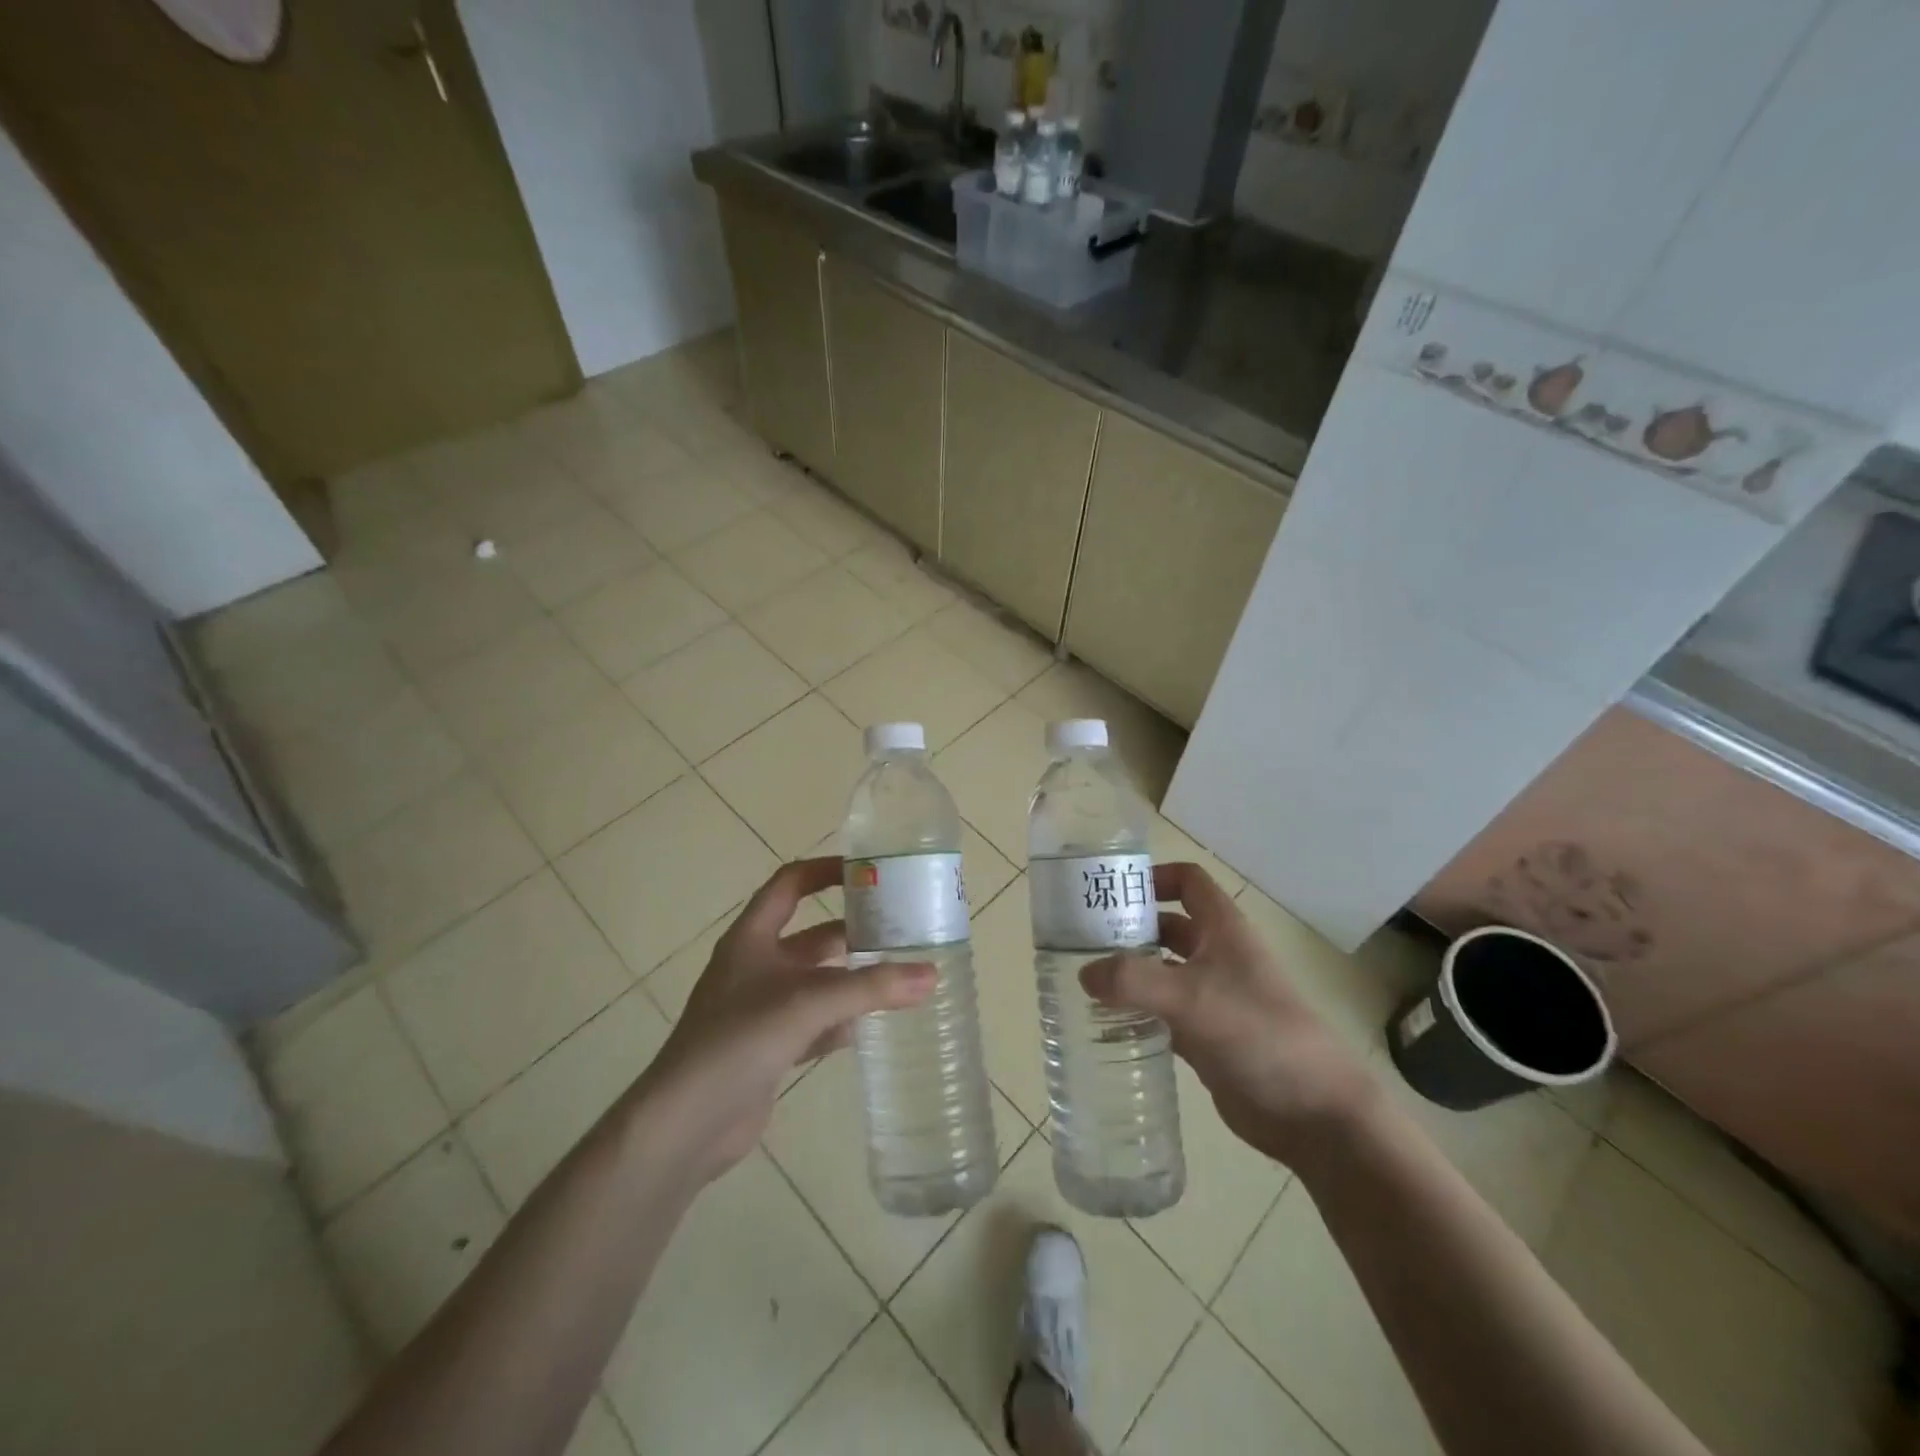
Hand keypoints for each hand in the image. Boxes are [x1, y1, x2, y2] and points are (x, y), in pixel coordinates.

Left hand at [645, 857, 935, 1181]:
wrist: (686, 1124)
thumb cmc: (740, 1040)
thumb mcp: (808, 1003)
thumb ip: (871, 988)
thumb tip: (931, 975)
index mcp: (753, 938)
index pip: (790, 884)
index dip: (826, 871)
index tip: (869, 871)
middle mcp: (756, 966)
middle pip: (812, 936)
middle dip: (853, 932)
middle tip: (901, 931)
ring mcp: (761, 1009)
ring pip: (817, 982)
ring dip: (852, 980)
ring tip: (899, 975)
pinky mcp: (769, 1048)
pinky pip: (814, 1023)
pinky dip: (841, 1022)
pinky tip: (872, 1026)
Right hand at [1081, 862, 1376, 1166]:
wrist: (1314, 1112)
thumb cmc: (1258, 1034)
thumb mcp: (1191, 998)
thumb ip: (1133, 981)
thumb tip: (1085, 974)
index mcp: (1224, 930)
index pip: (1188, 881)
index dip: (1154, 877)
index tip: (1112, 892)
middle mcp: (1218, 956)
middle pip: (1168, 926)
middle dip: (1130, 927)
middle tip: (1081, 939)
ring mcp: (1214, 998)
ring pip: (1163, 971)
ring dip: (1130, 972)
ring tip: (1085, 979)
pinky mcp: (1208, 1037)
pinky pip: (1164, 1013)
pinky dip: (1138, 1012)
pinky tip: (1107, 1023)